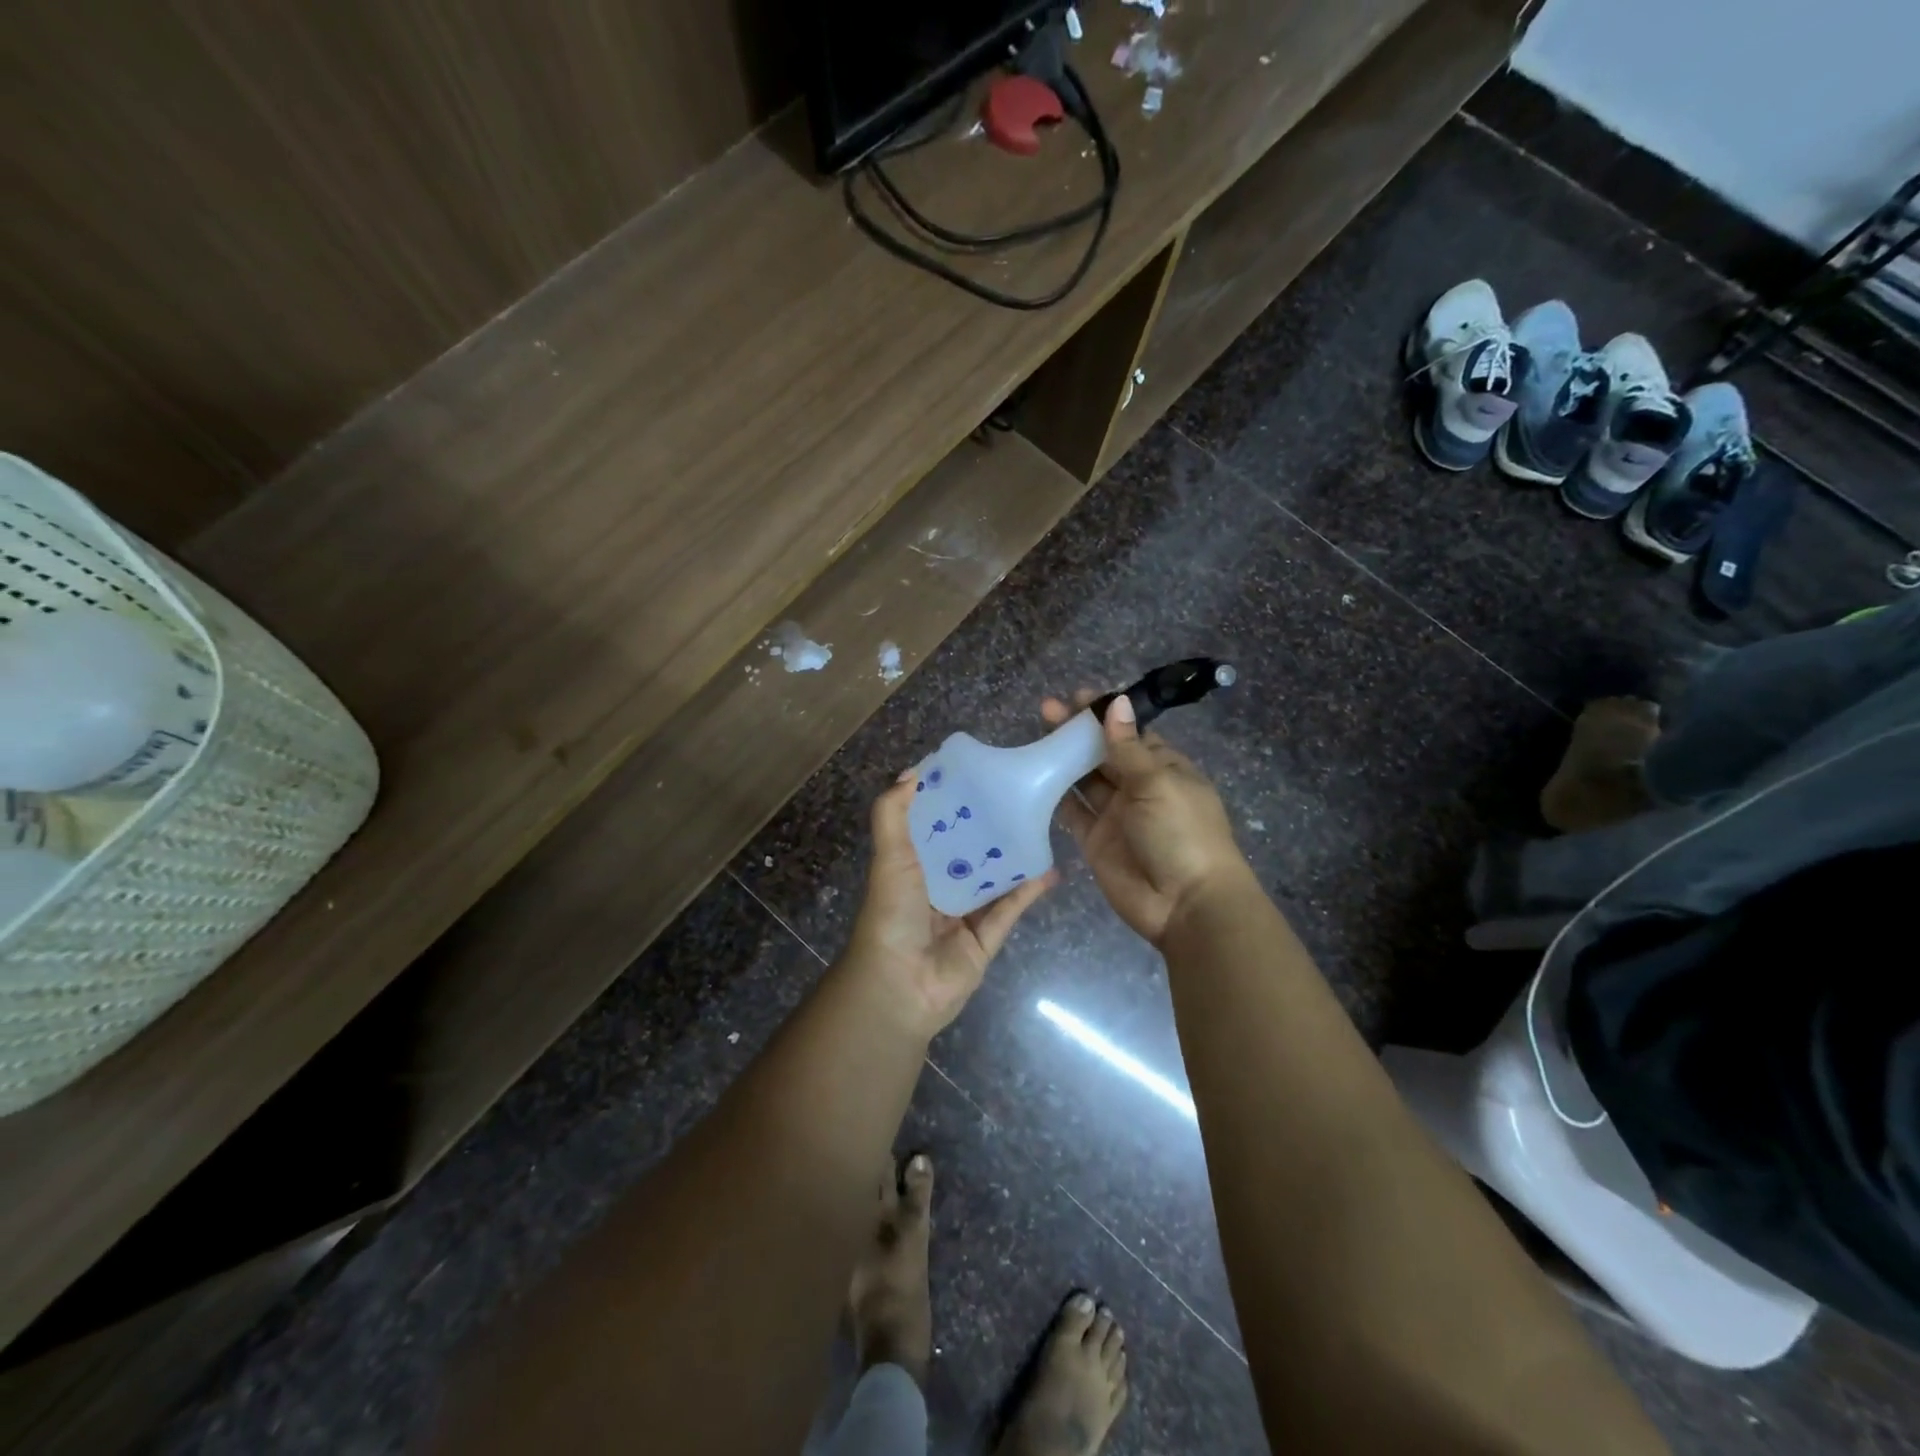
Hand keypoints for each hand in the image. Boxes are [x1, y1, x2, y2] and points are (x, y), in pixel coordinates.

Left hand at [844, 770, 1057, 1039]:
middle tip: (1021, 794)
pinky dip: (1030, 889)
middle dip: (990, 825)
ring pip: (994, 877)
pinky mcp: (986, 937)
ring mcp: (964, 913)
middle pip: (968, 849)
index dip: (952, 801)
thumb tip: (912, 771)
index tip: (980, 772)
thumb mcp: (889, 857)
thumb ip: (893, 815)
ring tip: (1042, 824)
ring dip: (1014, 855)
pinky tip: (1052, 868)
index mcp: (912, 865)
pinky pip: (1011, 908)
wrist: (900, 986)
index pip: (934, 825)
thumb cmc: (892, 914)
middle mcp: (938, 885)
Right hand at [1044, 691, 1251, 946]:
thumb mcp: (1158, 783)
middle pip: (1103, 753)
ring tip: (1036, 734)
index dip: (1104, 715)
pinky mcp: (1096, 841)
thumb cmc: (1181, 833)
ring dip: (1063, 759)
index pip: (1130, 733)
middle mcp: (1139, 788)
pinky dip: (1056, 796)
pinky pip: (1073, 812)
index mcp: (1164, 768)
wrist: (1186, 904)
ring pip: (1085, 780)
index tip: (1077, 696)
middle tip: (1046, 710)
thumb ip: (1128, 747)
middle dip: (1077, 732)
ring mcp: (1116, 815)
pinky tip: (1034, 776)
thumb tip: (1116, 702)